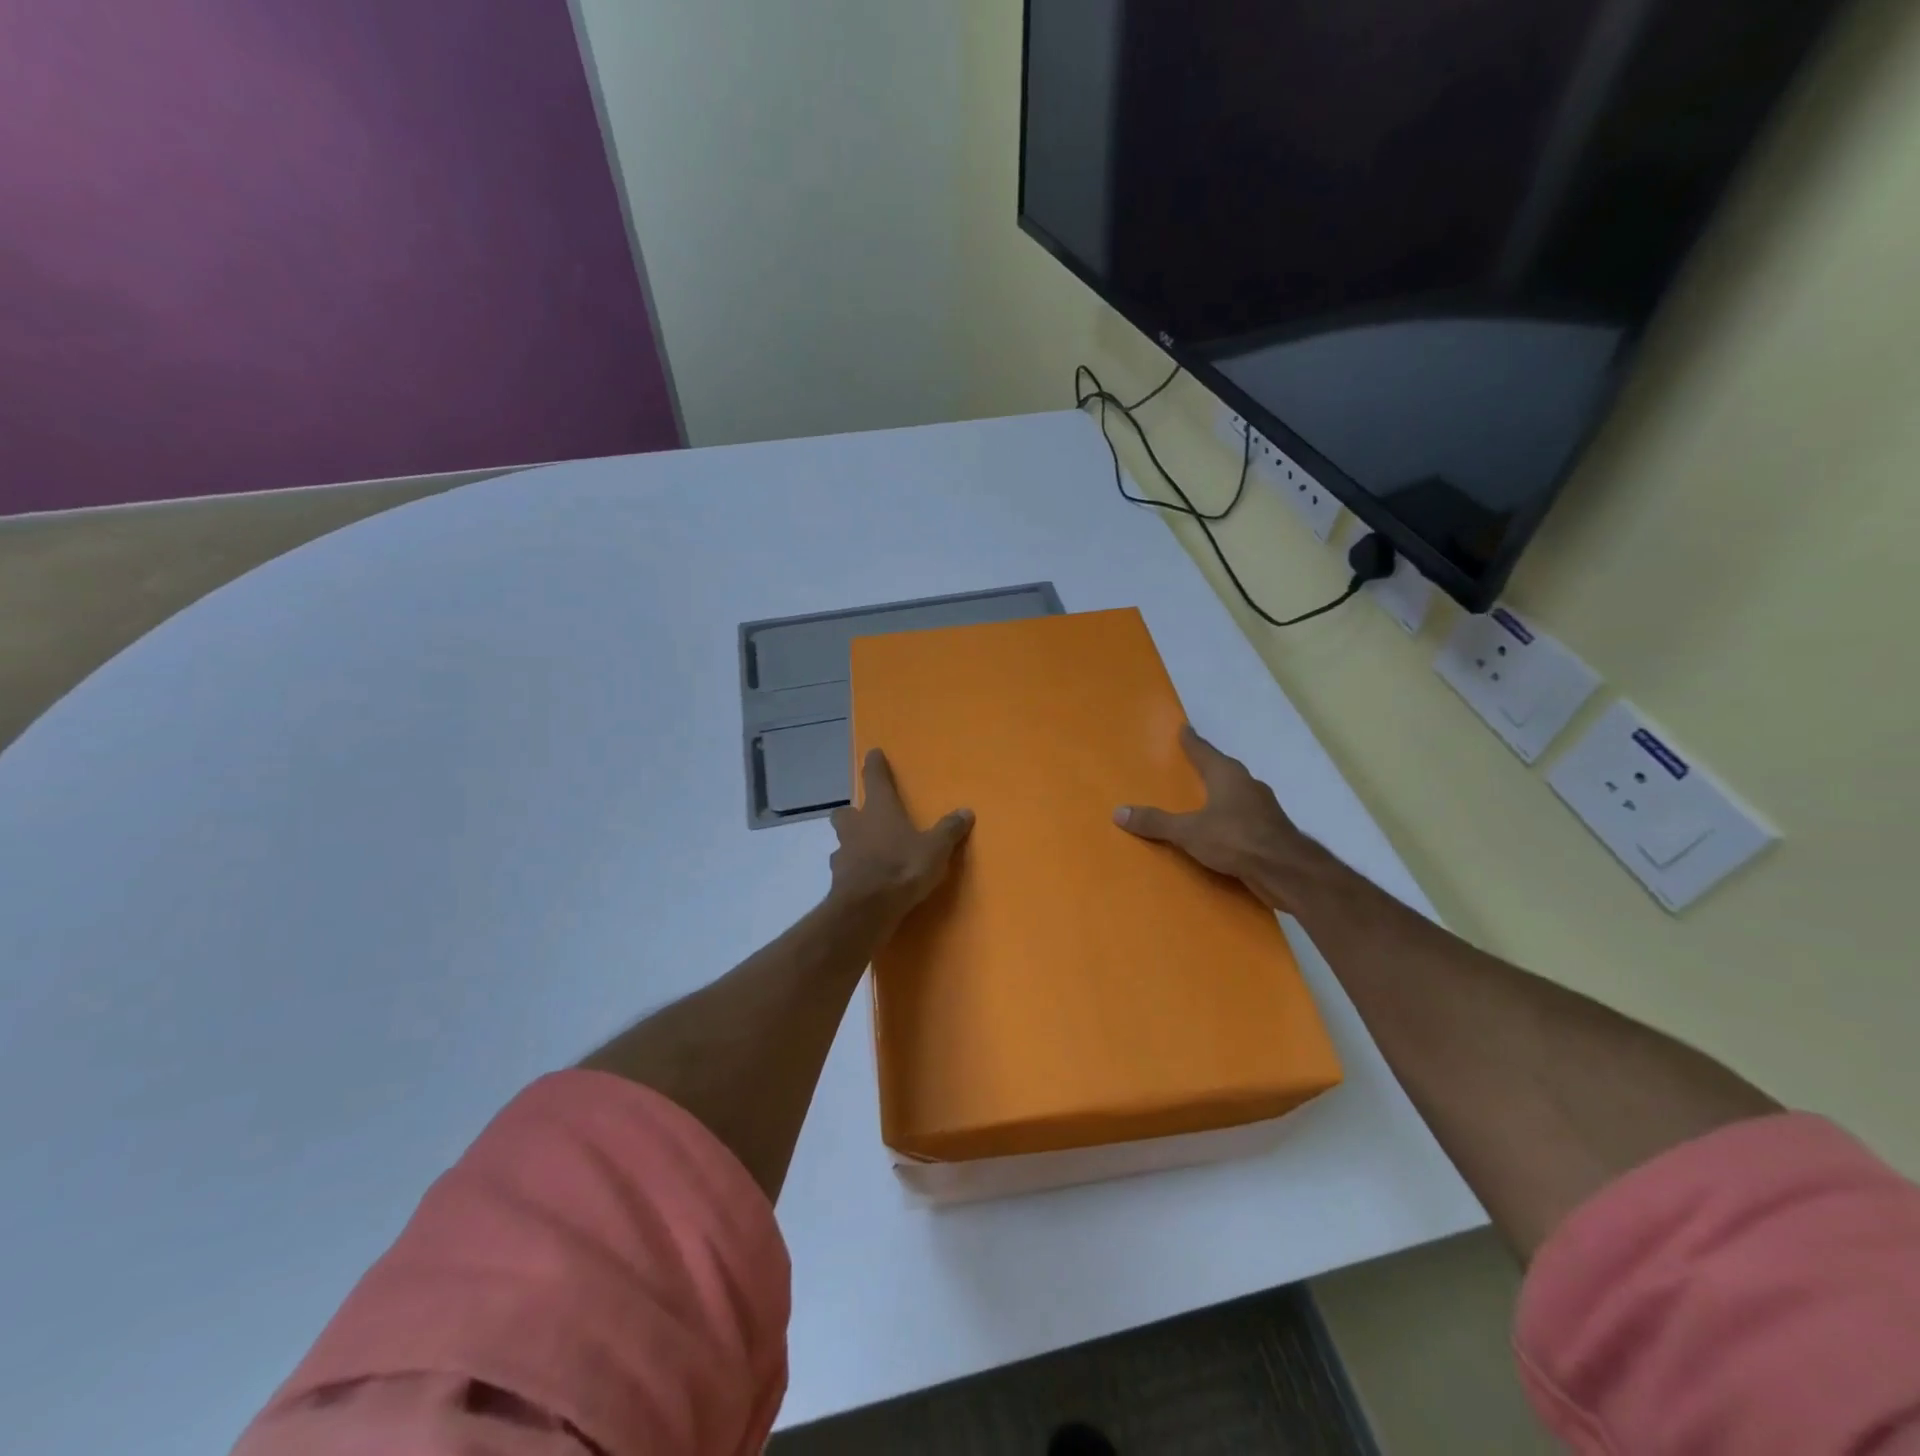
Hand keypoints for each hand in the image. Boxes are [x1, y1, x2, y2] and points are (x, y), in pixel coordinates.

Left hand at [829, 750, 973, 920]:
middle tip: (865, 817)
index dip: (875, 765)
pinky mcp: (838, 880)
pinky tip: (864, 879)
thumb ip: (949, 830)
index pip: (875, 779)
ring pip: (842, 841)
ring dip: (852, 843)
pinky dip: (853, 871)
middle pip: (846, 812)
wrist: (867, 908)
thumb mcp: (936, 848)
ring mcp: (843, 853)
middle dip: (853, 812)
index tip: (872, 753)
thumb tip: (966, 811)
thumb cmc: (903, 867)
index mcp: (880, 810)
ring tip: (867, 852)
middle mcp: (857, 826)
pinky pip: (844, 869)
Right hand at [1114, 725, 1318, 894]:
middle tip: (1189, 763)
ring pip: (1236, 793)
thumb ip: (1156, 822)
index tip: (1184, 728)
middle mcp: (1247, 785)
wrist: (1286, 871)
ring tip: (1202, 798)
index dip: (1192, 741)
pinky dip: (1229, 817)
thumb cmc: (1236, 839)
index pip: (1204, 751)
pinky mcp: (1270, 830)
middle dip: (1207, 766)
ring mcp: (1262, 807)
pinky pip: (1243, 816)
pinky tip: (1221, 829)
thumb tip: (1118, 812)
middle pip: (1223, 769)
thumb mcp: (1188, 831)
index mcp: (1227, 775)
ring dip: (1220, 793)